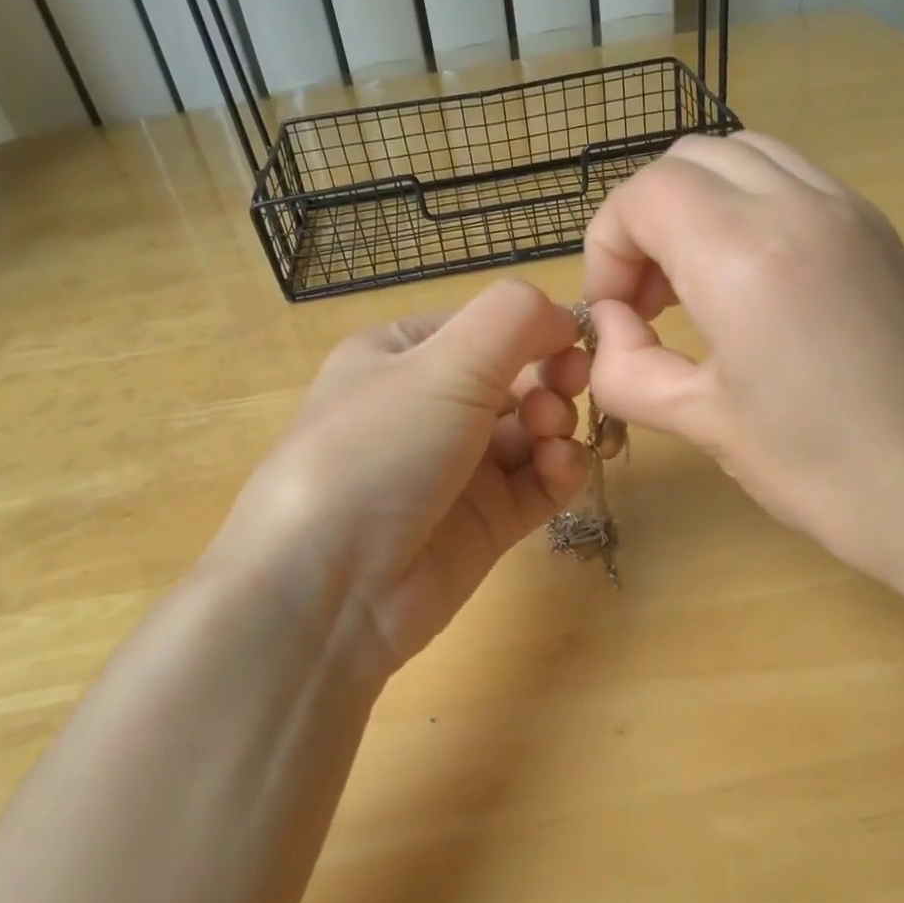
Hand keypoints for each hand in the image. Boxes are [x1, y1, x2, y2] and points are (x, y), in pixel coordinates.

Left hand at [202, 280, 593, 674]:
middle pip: (516, 378)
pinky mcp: (486, 521)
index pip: (485, 327)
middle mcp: (429, 408)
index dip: (533, 329)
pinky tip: (560, 468)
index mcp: (402, 356)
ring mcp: (459, 468)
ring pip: (533, 431)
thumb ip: (513, 320)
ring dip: (557, 423)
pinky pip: (538, 482)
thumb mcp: (441, 364)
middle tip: (565, 390)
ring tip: (550, 436)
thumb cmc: (378, 449)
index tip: (572, 341)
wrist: (331, 587)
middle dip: (550, 378)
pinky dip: (559, 470)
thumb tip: (568, 315)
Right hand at [582, 132, 903, 652]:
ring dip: (695, 206)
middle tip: (647, 301)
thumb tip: (612, 329)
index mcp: (744, 254)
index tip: (617, 316)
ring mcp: (848, 207)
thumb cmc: (821, 469)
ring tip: (692, 285)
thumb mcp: (700, 422)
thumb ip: (626, 368)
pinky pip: (789, 179)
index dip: (607, 249)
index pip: (643, 194)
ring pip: (740, 156)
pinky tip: (747, 282)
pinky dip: (744, 207)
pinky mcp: (876, 228)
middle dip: (645, 220)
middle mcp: (797, 205)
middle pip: (686, 160)